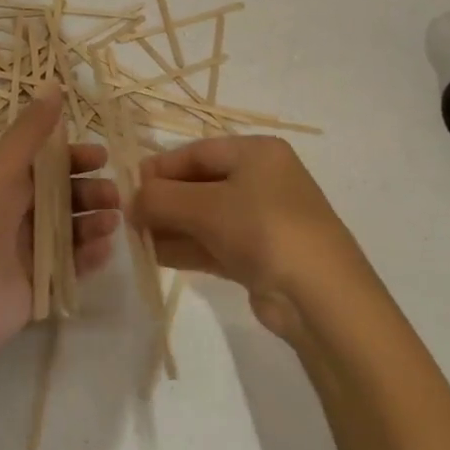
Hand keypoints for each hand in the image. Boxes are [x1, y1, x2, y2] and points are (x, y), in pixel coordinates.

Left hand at [0, 88, 120, 356]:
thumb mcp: (2, 169)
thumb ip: (30, 131)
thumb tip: (53, 84)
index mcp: (7, 184)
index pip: (49, 164)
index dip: (76, 158)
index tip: (102, 157)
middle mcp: (19, 214)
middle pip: (66, 197)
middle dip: (92, 192)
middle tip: (114, 196)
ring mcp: (30, 252)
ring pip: (73, 231)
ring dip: (95, 223)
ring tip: (111, 222)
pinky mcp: (39, 287)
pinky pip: (73, 268)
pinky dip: (90, 258)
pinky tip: (103, 250)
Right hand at [131, 136, 369, 340]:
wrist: (321, 298)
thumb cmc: (264, 229)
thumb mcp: (206, 207)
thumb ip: (161, 199)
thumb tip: (130, 200)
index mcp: (257, 153)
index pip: (198, 152)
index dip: (161, 167)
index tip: (128, 185)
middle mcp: (262, 180)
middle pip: (200, 183)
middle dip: (164, 200)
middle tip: (128, 217)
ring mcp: (263, 220)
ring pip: (205, 216)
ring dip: (171, 226)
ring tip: (134, 239)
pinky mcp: (260, 256)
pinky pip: (214, 243)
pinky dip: (186, 247)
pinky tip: (155, 255)